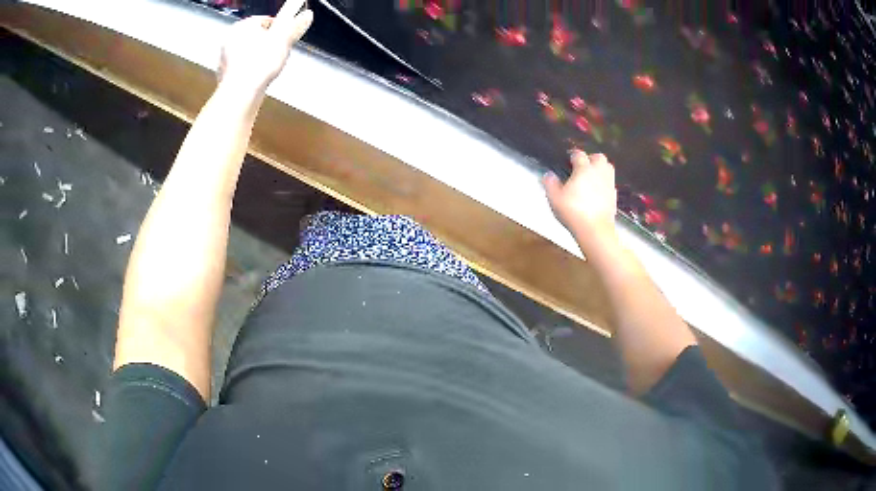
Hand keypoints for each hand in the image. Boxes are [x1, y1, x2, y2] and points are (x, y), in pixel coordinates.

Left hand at [217, 0, 313, 93]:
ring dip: (260, 57)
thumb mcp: (284, 40)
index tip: (287, 34)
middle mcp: (230, 40)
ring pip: (249, 53)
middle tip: (280, 51)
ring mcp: (225, 58)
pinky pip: (243, 68)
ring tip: (270, 66)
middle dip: (269, 43)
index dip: (280, 28)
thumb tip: (306, 15)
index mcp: (243, 25)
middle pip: (256, 37)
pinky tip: (259, 76)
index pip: (266, 20)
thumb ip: (295, 25)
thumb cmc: (257, 65)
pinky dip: (251, 71)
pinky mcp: (225, 75)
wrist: (241, 93)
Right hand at [543, 151, 617, 251]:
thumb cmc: (573, 211)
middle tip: (582, 167)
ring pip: (608, 168)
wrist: (595, 230)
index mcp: (584, 169)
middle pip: (598, 157)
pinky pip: (610, 183)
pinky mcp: (614, 196)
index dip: (573, 155)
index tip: (568, 160)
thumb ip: (550, 184)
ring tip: (591, 177)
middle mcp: (598, 172)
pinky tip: (598, 192)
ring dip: (600, 169)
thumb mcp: (555, 198)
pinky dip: (604, 184)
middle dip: (591, 159)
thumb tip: (549, 174)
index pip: (579, 154)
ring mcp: (608, 184)